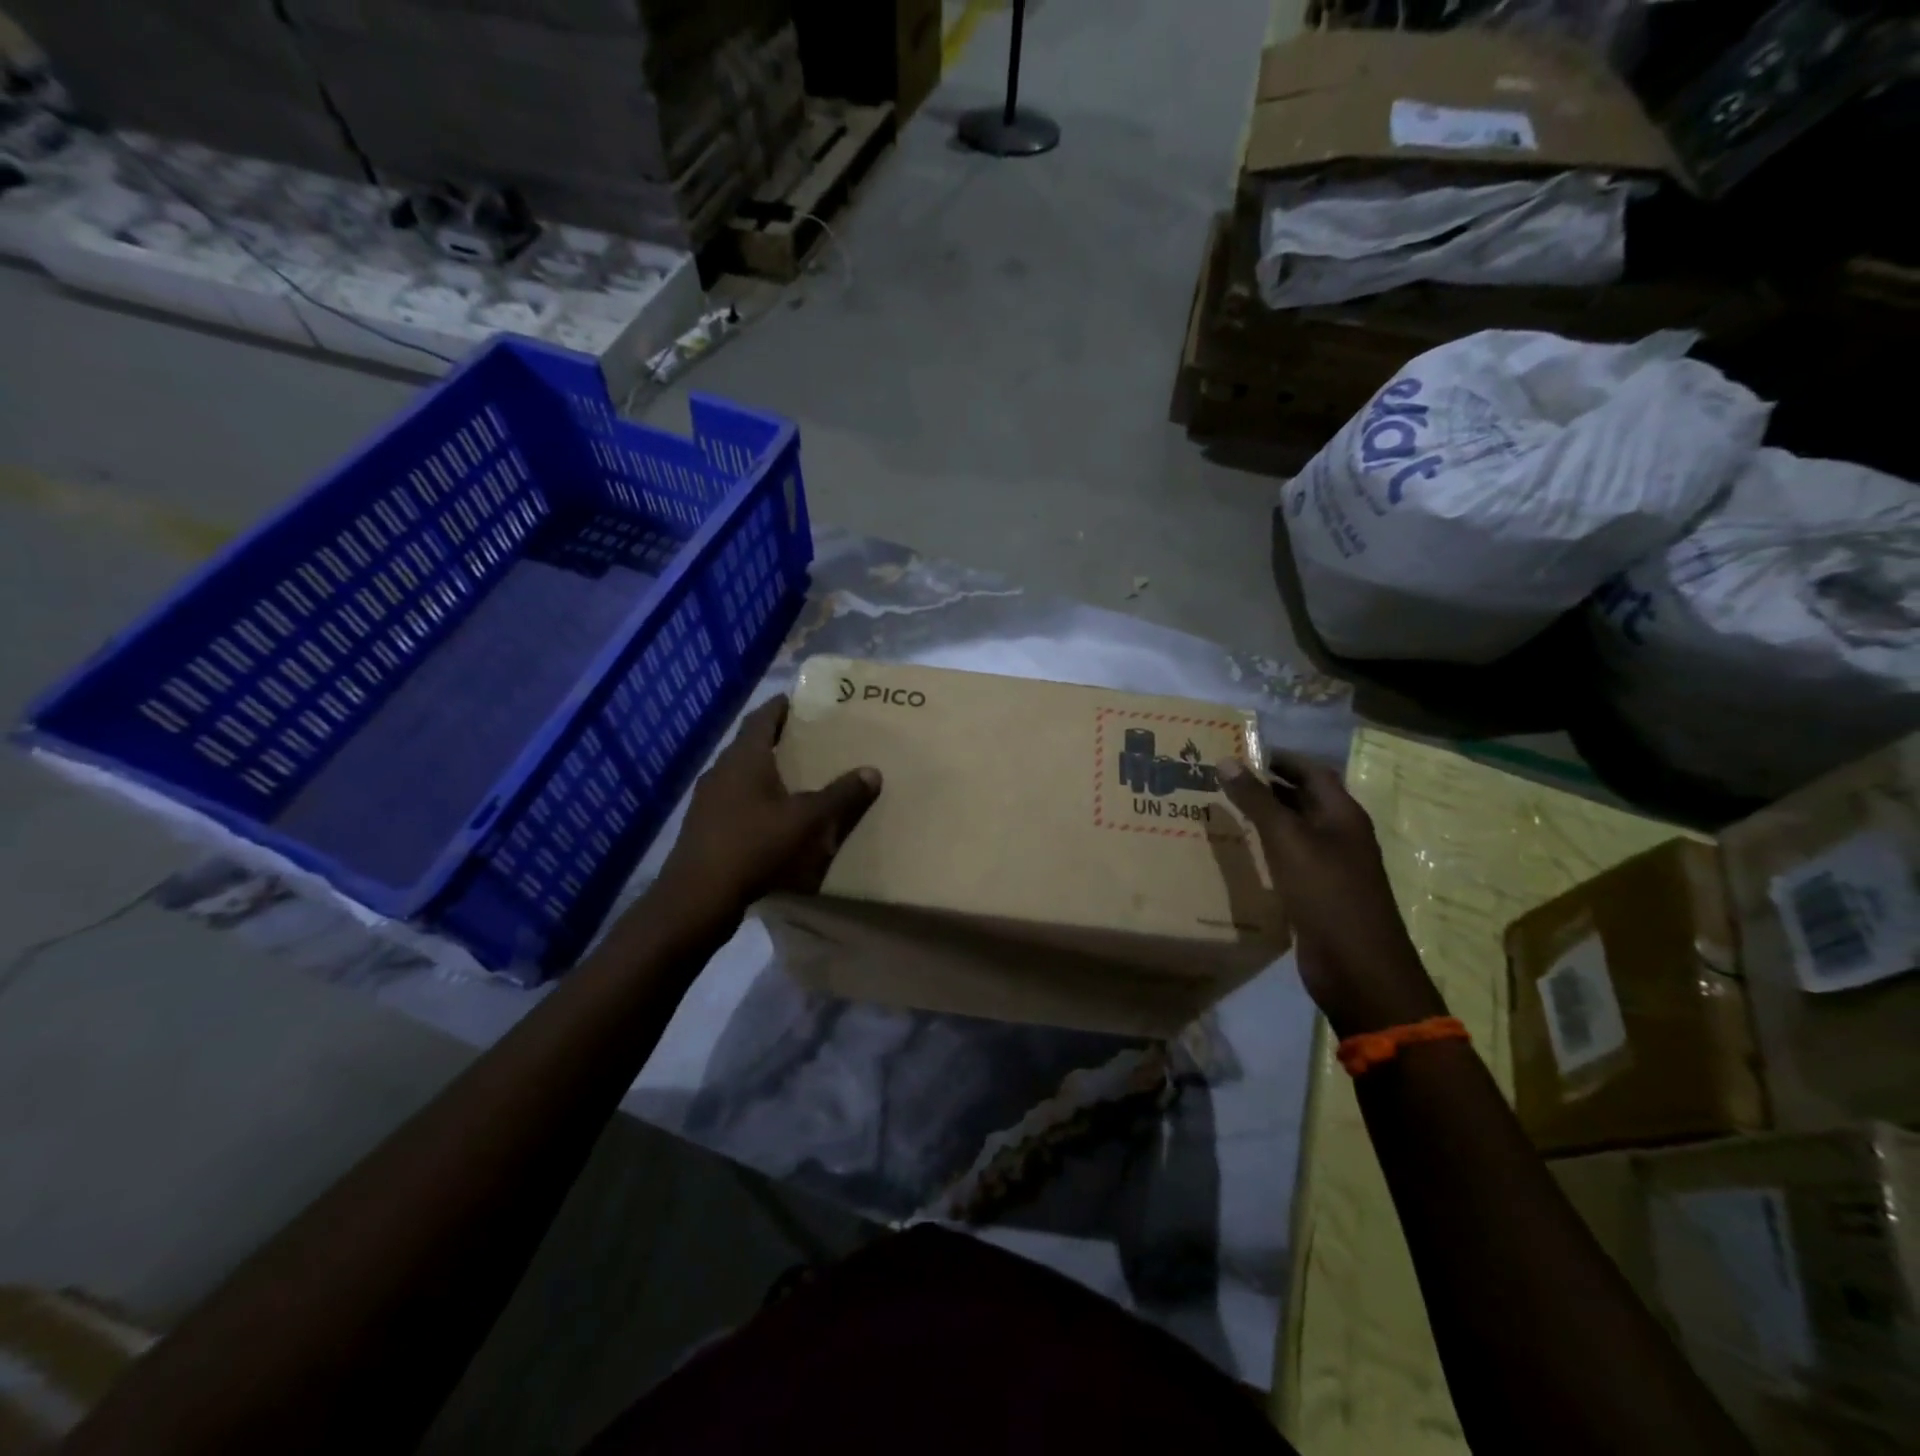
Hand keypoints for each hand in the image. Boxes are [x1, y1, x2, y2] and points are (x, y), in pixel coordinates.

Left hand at [655, 696, 880, 923]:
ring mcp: (708, 798)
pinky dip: (754, 797)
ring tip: (794, 777)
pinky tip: (771, 815)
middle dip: (777, 739)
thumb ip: (840, 795)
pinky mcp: (704, 825)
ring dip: (764, 770)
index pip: (762, 717)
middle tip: (807, 739)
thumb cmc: (754, 845)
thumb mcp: (806, 820)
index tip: (801, 702)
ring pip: (740, 773)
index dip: (781, 707)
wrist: (698, 895)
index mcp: (744, 757)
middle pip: (750, 743)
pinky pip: (733, 799)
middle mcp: (721, 769)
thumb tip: (873, 772)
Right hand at [1220, 749, 1445, 1037]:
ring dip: (1262, 819)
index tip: (1238, 752)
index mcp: (1341, 815)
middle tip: (1220, 780)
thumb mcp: (1288, 840)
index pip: (1310, 771)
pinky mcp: (1316, 894)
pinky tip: (1236, 853)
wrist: (1357, 967)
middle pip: (1301, 799)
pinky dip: (1264, 850)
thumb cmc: (1327, 894)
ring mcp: (1329, 866)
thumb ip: (1257, 800)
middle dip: (1265, 787)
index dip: (1278, 758)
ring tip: (1219, 810)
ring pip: (1292, 831)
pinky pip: (1287, 861)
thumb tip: (1227, 761)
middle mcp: (1338, 835)